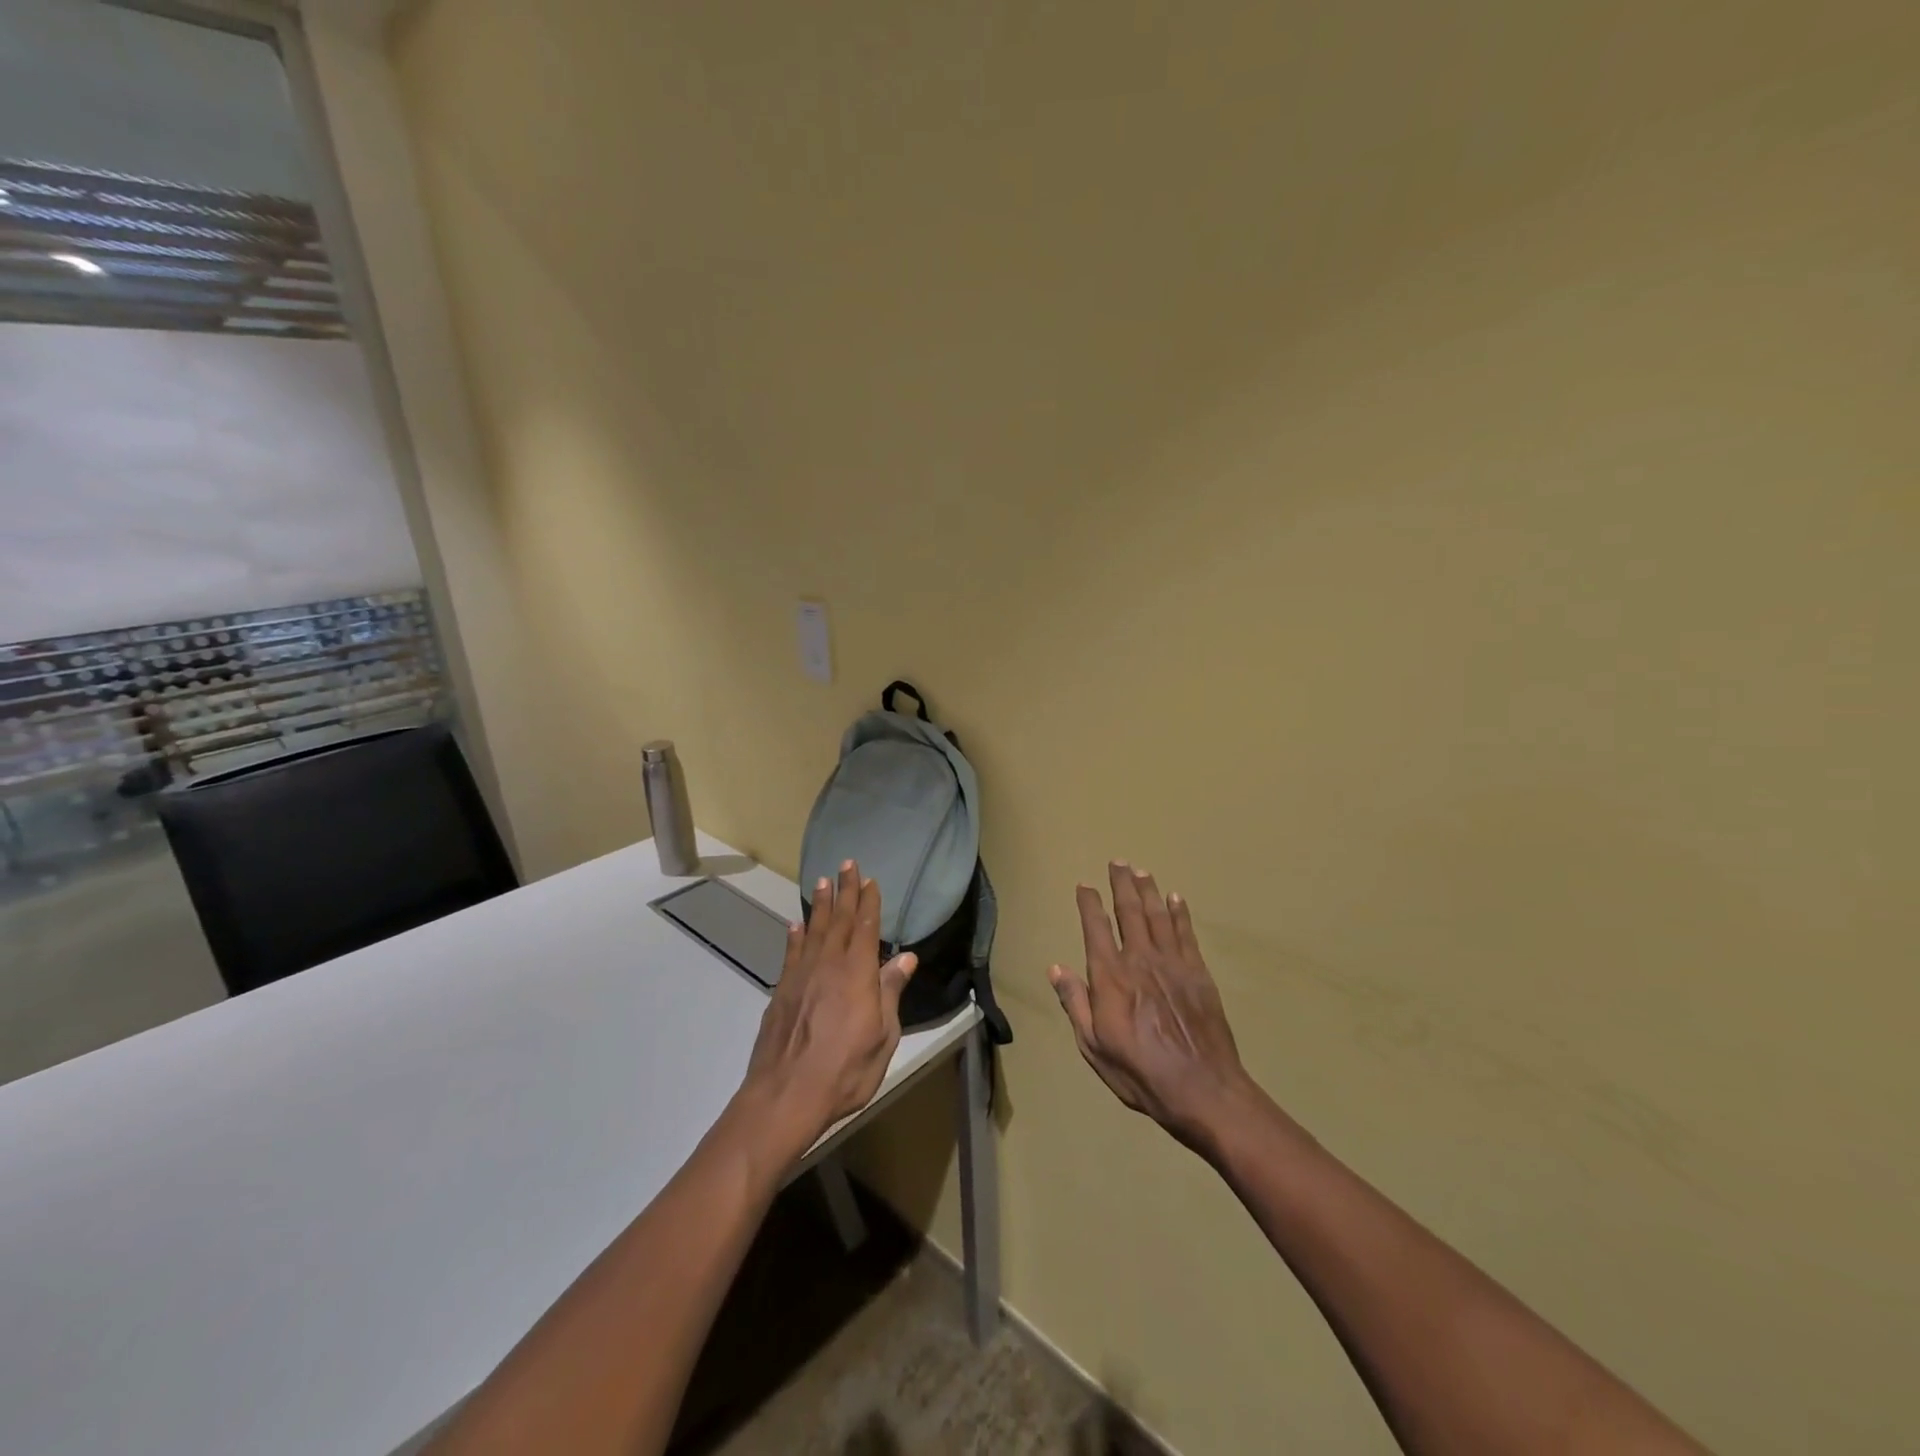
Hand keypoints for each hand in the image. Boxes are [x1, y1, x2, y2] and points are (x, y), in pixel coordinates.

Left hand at [740, 860, 916, 1157]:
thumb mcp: (883, 1036)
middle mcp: (828, 965)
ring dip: (820, 905)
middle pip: (839, 920)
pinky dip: (795, 936)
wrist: (785, 1095)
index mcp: (857, 974)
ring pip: (813, 930)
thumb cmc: (845, 1070)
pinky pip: (791, 953)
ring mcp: (801, 976)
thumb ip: (890, 992)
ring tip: (822, 881)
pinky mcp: (781, 992)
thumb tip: (906, 956)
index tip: (869, 879)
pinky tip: (795, 925)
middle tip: (846, 864)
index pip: (865, 927)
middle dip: (844, 891)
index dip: (868, 902)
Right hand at [1049, 862, 1252, 1151]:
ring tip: (1141, 871)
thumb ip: (1075, 1003)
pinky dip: (1180, 913)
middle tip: (1118, 862)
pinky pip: (1186, 933)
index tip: (1085, 885)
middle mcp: (1140, 960)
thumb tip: (1057, 968)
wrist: (1202, 1089)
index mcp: (1111, 977)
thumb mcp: (1094, 1046)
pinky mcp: (1198, 973)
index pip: (1096, 928)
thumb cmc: (1140, 1072)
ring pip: (1158, 916)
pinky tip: (1176, 898)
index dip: (1089, 904)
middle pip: (1129, 912)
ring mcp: (1173, 964)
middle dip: (1121, 884)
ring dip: (1148, 890)